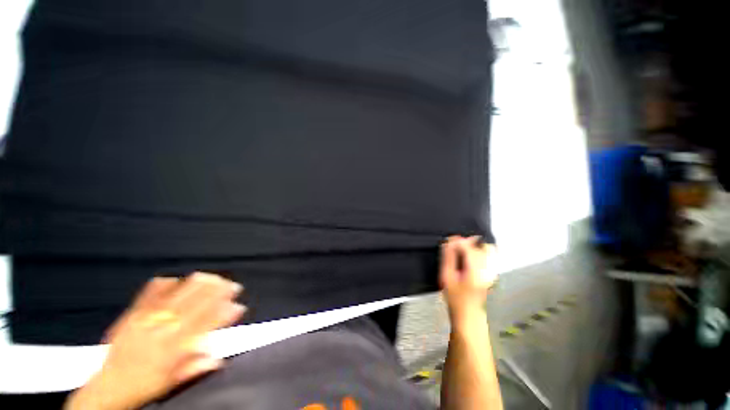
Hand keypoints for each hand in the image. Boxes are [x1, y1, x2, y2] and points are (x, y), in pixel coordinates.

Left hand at [65, 273, 245, 409]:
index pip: (205, 324)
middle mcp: (161, 331)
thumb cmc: (142, 386)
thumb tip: (219, 357)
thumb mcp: (172, 383)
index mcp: (172, 349)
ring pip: (177, 295)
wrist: (108, 387)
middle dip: (217, 292)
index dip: (224, 313)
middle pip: (194, 304)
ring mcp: (145, 320)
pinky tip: (175, 279)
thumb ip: (196, 367)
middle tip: (231, 285)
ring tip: (212, 277)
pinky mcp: (132, 315)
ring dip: (198, 284)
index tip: (237, 306)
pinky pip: (149, 293)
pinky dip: (165, 284)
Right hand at [440, 236, 496, 329]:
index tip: (449, 240)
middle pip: (482, 246)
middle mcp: (488, 269)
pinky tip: (468, 257)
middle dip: (467, 242)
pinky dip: (478, 252)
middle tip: (454, 246)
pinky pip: (488, 256)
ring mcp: (492, 271)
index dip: (459, 241)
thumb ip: (449, 258)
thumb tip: (449, 242)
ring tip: (461, 251)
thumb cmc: (455, 297)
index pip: (470, 247)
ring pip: (487, 249)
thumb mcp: (447, 277)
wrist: (469, 315)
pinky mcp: (492, 273)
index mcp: (476, 270)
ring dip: (473, 246)